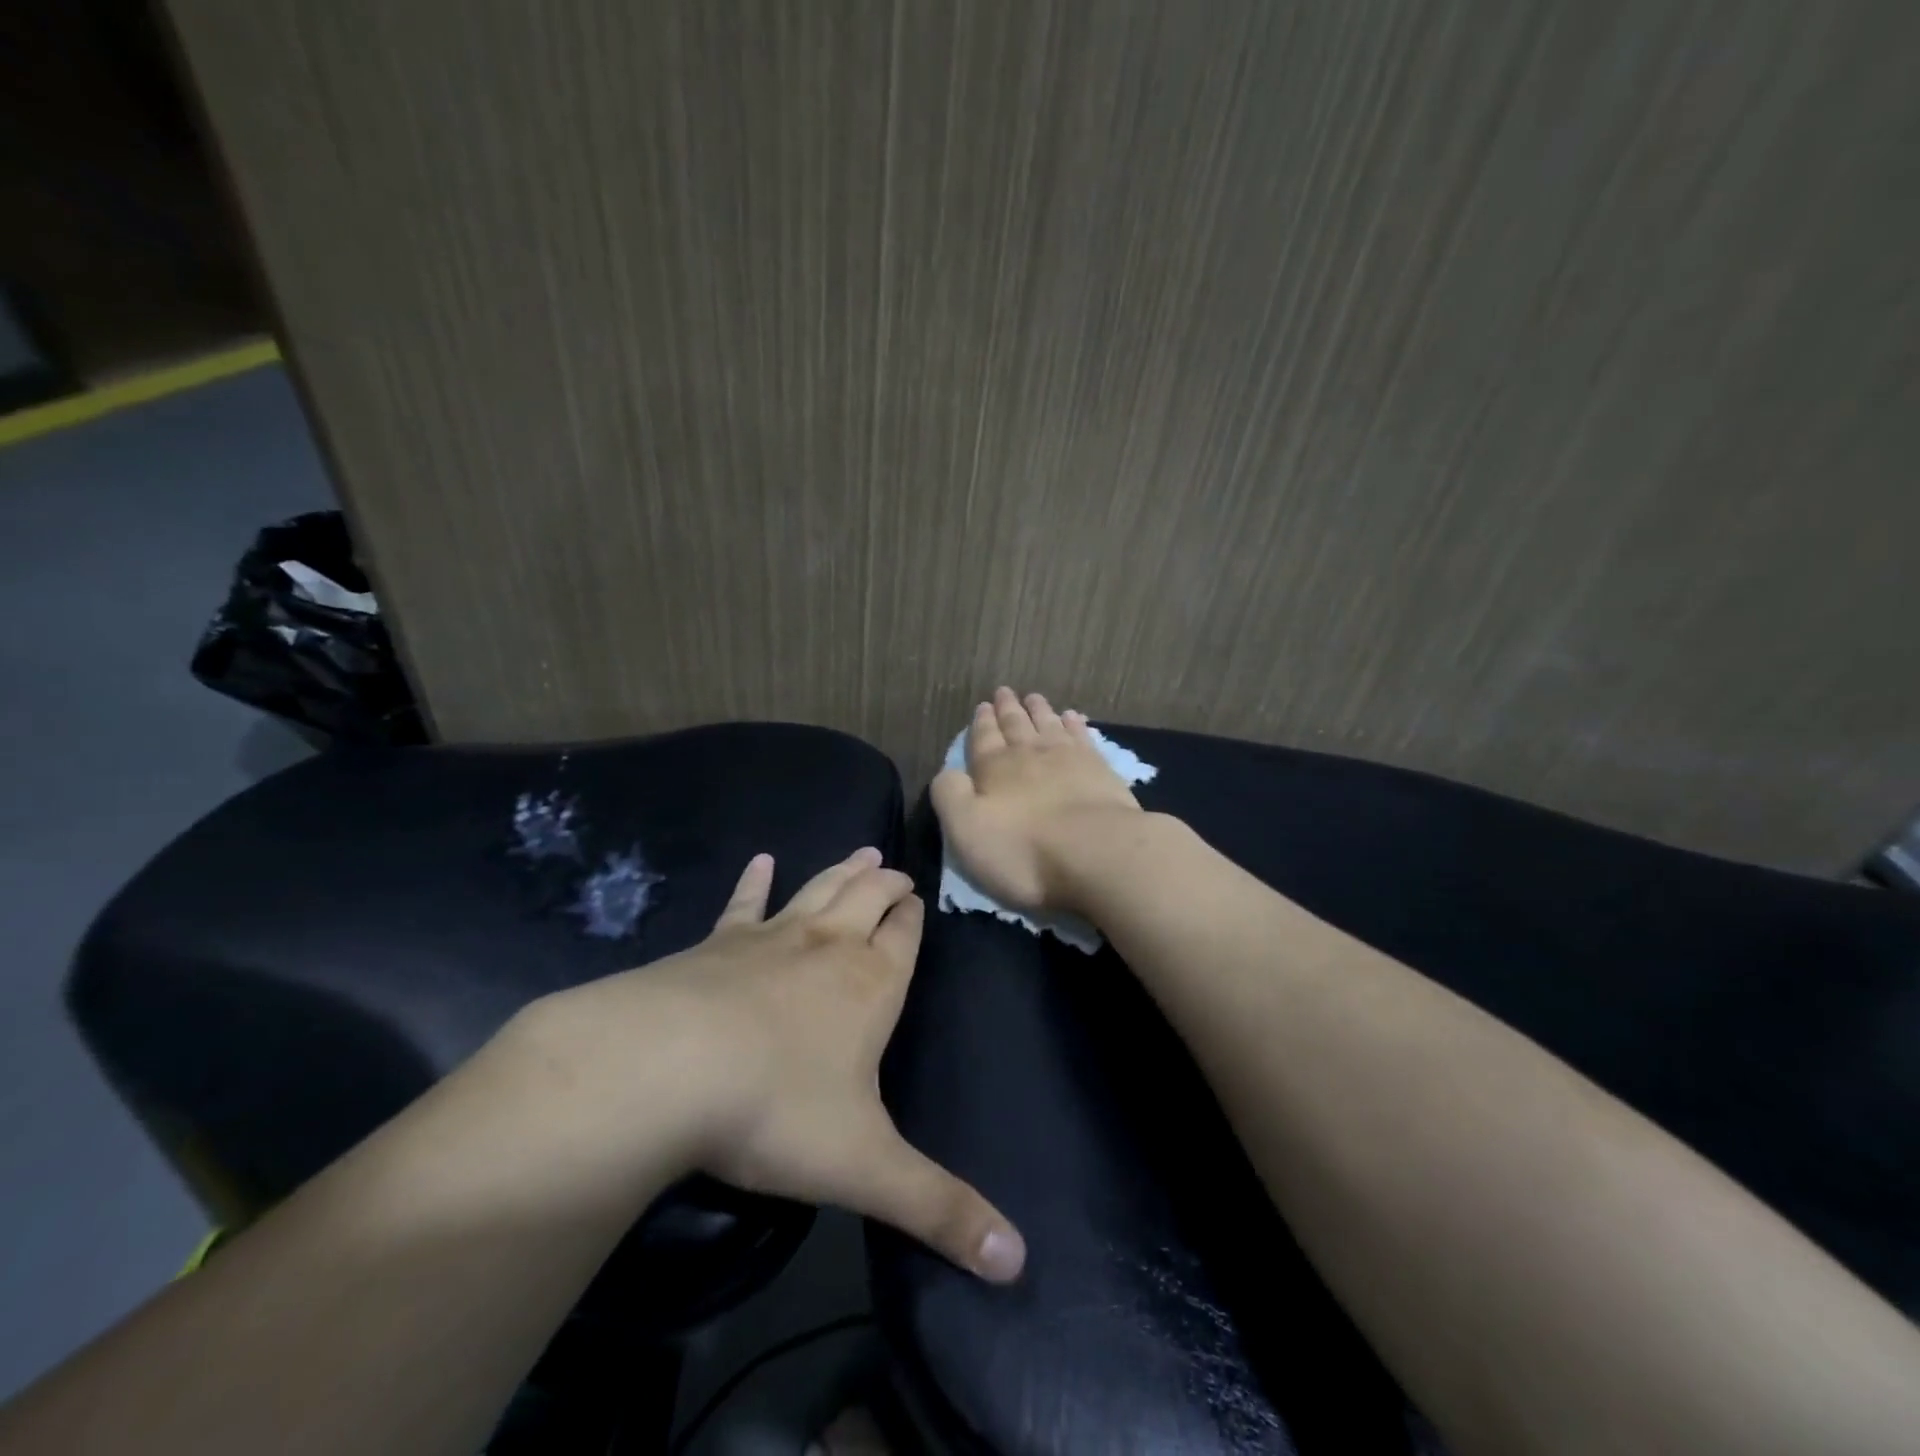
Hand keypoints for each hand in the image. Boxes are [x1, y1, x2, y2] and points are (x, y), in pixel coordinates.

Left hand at [513, 847, 1025, 1282]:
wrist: (665, 1068)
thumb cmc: (776, 1110)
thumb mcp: (866, 1169)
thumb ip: (940, 1211)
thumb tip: (1018, 1263)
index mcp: (871, 985)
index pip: (903, 937)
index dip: (914, 916)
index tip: (920, 898)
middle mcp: (829, 948)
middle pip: (867, 900)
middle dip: (886, 885)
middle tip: (898, 870)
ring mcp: (770, 937)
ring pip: (819, 890)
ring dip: (843, 871)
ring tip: (863, 851)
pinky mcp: (717, 943)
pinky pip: (742, 904)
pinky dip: (754, 881)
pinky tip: (760, 861)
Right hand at [931, 686, 1141, 911]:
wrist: (1095, 851)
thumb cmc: (1023, 849)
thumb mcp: (966, 829)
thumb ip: (950, 796)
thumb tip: (948, 772)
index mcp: (994, 768)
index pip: (984, 738)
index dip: (982, 723)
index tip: (982, 706)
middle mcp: (1029, 754)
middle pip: (1016, 725)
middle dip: (1008, 709)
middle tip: (1005, 692)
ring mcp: (1068, 757)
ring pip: (1049, 724)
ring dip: (1040, 710)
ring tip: (1034, 697)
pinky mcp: (1099, 769)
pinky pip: (1082, 736)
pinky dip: (1075, 724)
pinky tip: (1073, 717)